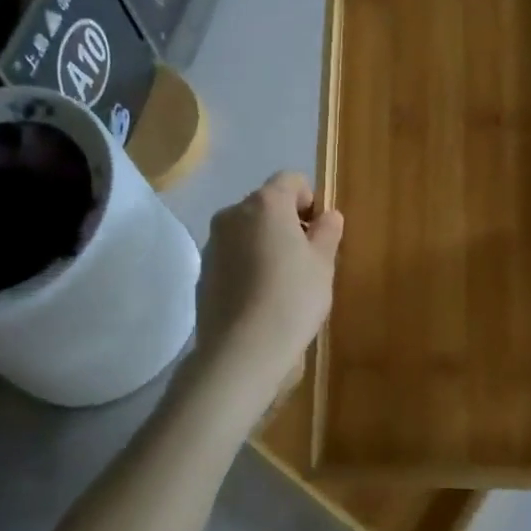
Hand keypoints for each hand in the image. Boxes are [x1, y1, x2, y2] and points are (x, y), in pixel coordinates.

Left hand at [192, 172, 343, 407]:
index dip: (310, 200)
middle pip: (266, 204)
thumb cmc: (292, 298)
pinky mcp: (203, 271)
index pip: (291, 180)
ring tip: (281, 282)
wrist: (241, 350)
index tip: (319, 232)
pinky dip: (246, 265)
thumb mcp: (323, 264)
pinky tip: (259, 298)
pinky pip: (232, 256)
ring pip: (246, 231)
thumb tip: (328, 216)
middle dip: (287, 222)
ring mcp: (213, 243)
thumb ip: (327, 232)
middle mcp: (234, 214)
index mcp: (266, 203)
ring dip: (264, 243)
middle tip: (305, 258)